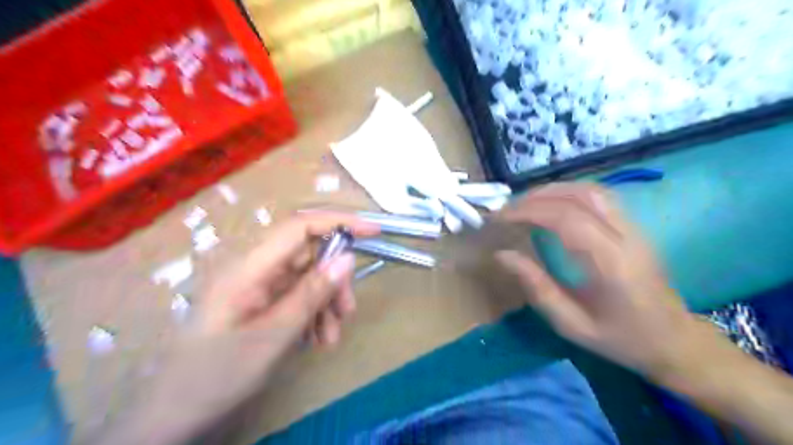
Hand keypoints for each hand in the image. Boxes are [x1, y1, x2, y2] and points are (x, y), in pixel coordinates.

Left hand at [89, 214, 376, 442]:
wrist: (175, 415)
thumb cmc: (217, 374)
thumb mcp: (273, 336)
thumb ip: (311, 294)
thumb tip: (348, 258)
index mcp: (250, 267)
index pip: (299, 227)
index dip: (338, 222)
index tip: (373, 231)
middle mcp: (256, 269)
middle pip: (309, 256)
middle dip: (334, 280)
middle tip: (347, 311)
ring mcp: (259, 287)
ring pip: (308, 279)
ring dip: (326, 303)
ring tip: (330, 338)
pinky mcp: (263, 303)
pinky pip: (298, 298)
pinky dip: (314, 315)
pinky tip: (317, 340)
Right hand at [498, 183, 722, 379]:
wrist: (674, 342)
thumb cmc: (621, 339)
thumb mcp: (571, 324)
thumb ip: (537, 288)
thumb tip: (503, 255)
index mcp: (611, 264)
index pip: (566, 218)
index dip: (528, 211)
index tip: (500, 218)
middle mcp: (626, 237)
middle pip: (579, 195)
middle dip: (536, 197)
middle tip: (507, 210)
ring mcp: (634, 228)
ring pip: (591, 190)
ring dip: (553, 191)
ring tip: (524, 204)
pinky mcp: (633, 227)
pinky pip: (599, 197)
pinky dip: (568, 193)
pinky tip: (551, 205)